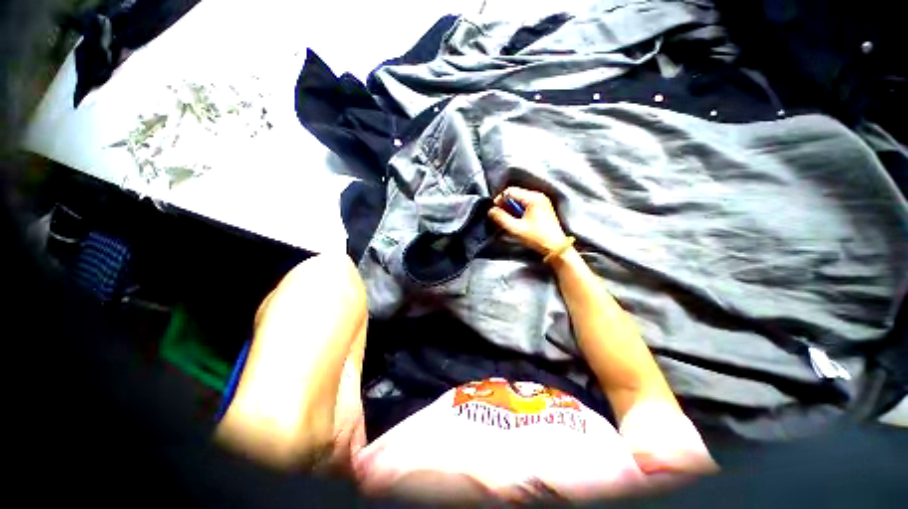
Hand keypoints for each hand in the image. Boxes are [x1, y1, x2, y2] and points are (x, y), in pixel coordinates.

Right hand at [488, 187, 568, 254]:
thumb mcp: (516, 229)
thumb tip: (491, 211)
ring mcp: (542, 201)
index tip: (495, 212)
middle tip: (500, 216)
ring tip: (508, 219)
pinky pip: (526, 203)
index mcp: (533, 198)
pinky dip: (519, 209)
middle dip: (505, 204)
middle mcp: (538, 195)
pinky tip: (517, 219)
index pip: (510, 191)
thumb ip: (501, 218)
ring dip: (511, 207)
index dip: (499, 200)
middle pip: (515, 193)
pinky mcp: (543, 207)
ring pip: (520, 198)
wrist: (556, 247)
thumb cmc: (536, 238)